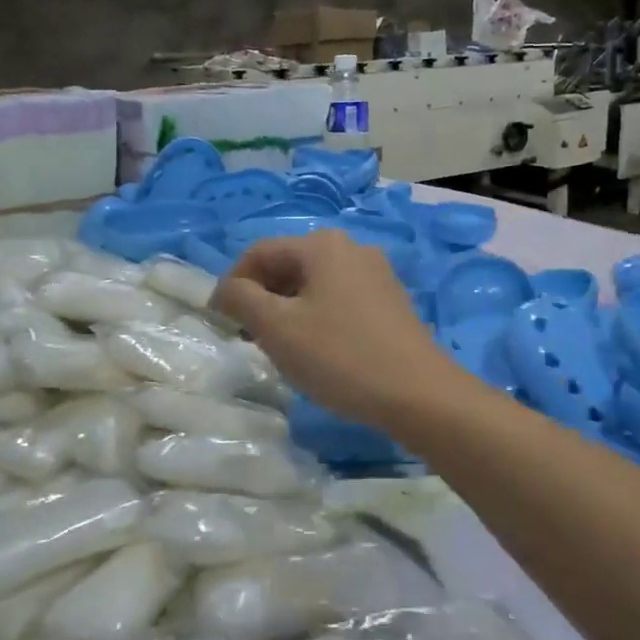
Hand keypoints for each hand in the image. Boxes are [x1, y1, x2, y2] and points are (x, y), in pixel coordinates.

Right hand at [214, 230, 458, 427]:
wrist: (418, 393)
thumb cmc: (339, 356)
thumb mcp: (277, 329)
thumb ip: (241, 300)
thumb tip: (226, 289)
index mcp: (322, 245)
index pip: (259, 253)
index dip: (233, 284)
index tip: (220, 320)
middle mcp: (352, 248)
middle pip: (289, 266)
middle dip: (263, 298)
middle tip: (250, 338)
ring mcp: (377, 275)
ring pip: (315, 285)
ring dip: (289, 311)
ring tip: (283, 349)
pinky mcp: (391, 302)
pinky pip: (340, 300)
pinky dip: (318, 318)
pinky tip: (320, 352)